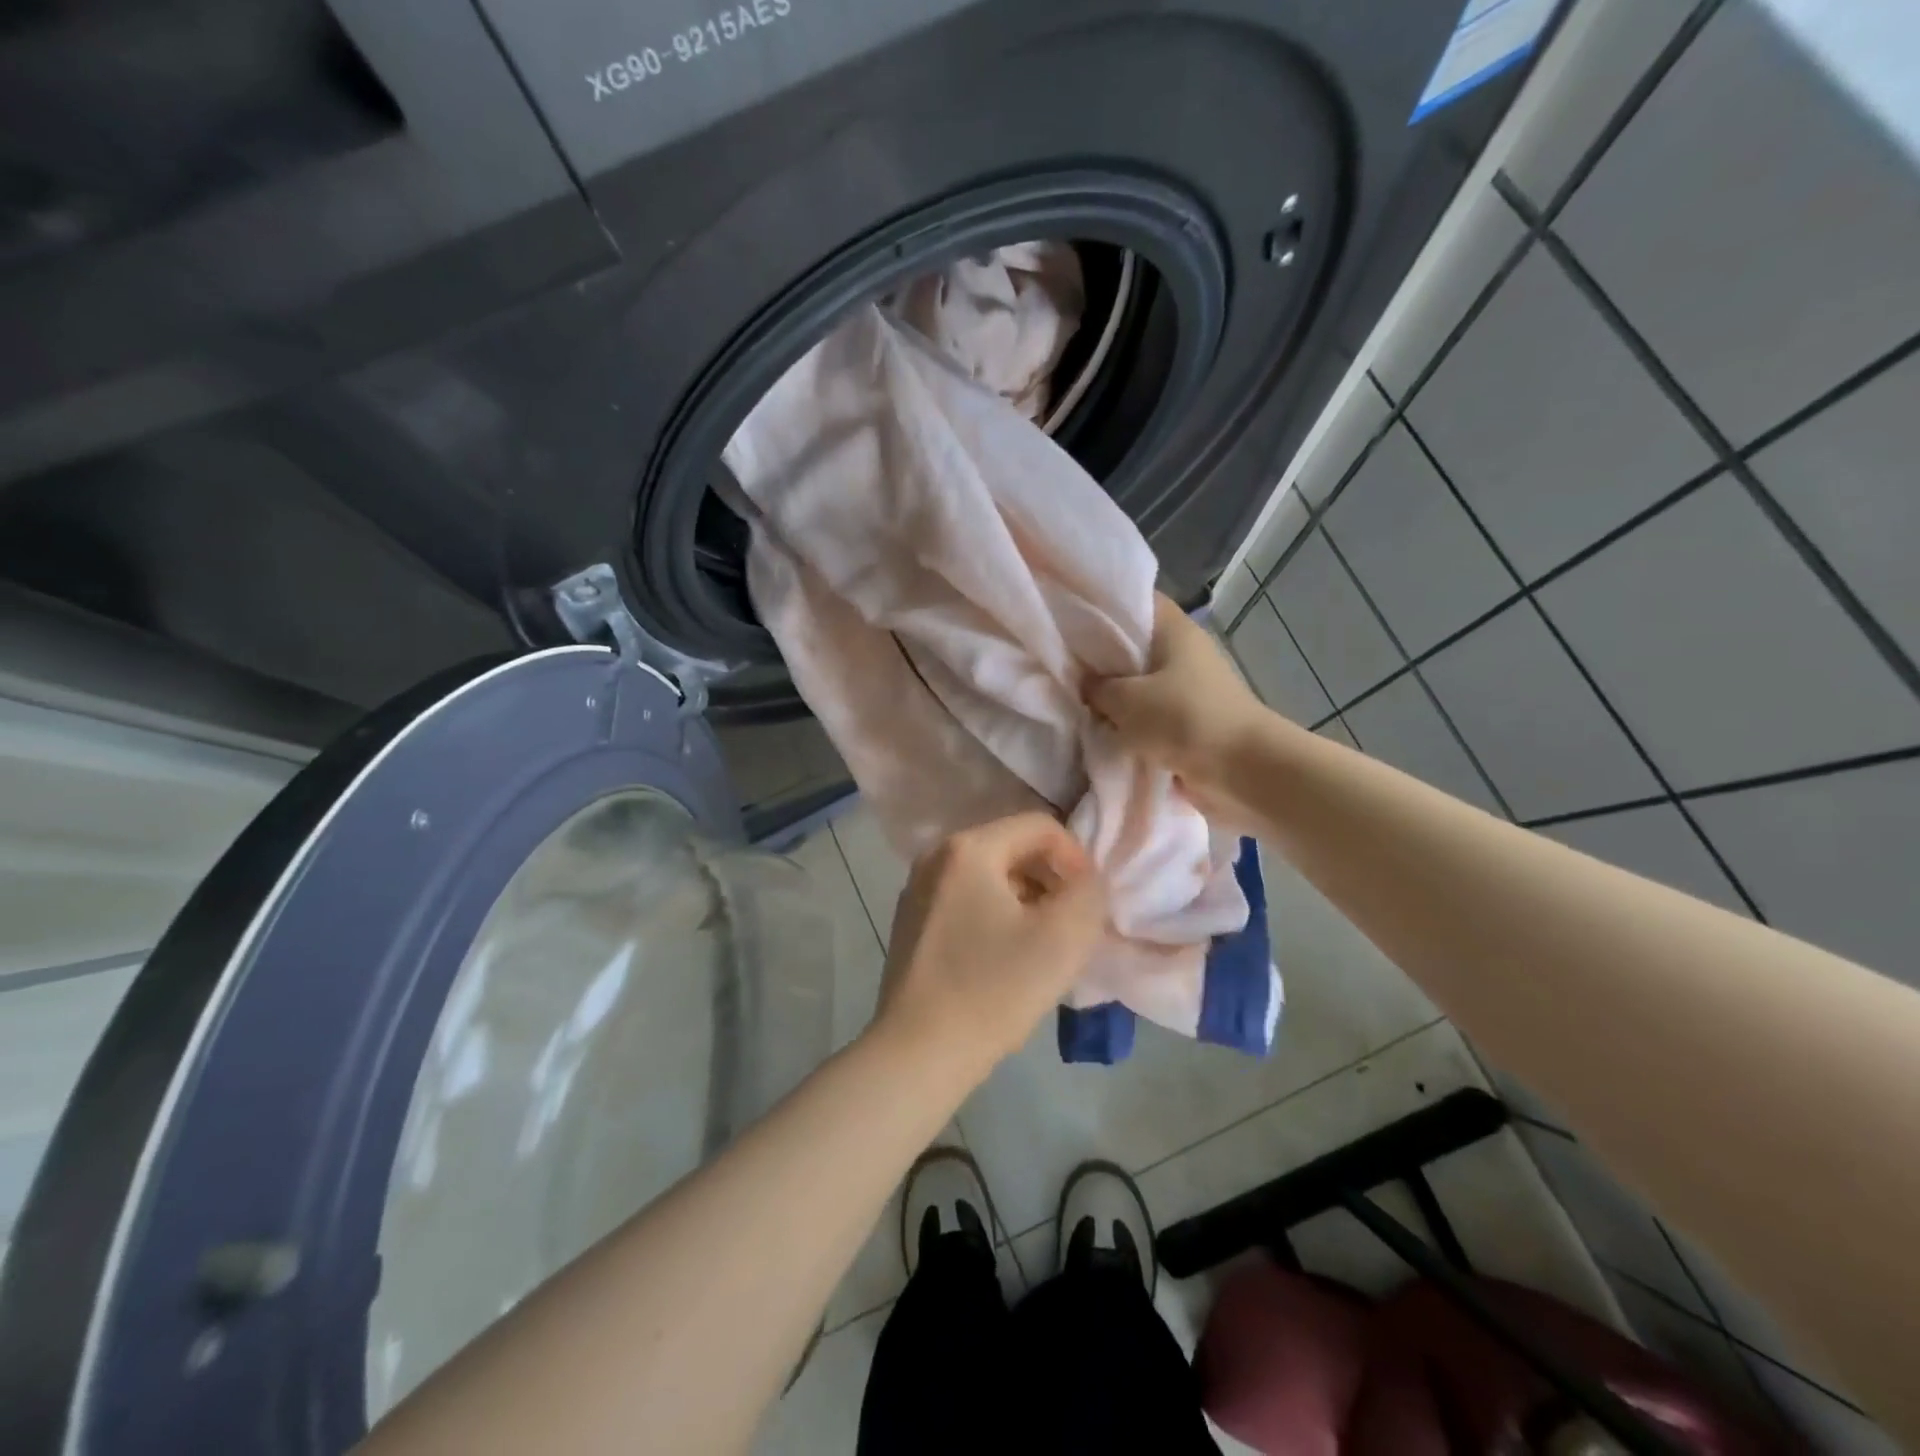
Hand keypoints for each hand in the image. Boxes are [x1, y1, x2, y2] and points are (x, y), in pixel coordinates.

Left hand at [874, 813, 1107, 1077]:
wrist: (919, 1052)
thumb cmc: (993, 989)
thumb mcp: (1063, 937)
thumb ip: (1090, 892)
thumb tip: (1085, 879)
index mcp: (968, 848)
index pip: (1039, 826)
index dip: (1076, 858)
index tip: (1088, 904)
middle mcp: (935, 856)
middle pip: (1012, 848)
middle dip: (1051, 880)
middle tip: (1070, 925)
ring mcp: (917, 890)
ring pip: (990, 877)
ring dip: (1026, 900)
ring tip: (1042, 946)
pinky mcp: (911, 922)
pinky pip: (966, 901)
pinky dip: (996, 916)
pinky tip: (1006, 959)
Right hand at [1086, 593, 1268, 808]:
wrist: (1242, 772)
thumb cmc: (1184, 720)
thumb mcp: (1126, 700)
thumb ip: (1096, 687)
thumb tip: (1082, 683)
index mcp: (1174, 629)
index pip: (1133, 601)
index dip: (1099, 605)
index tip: (1065, 615)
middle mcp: (1182, 652)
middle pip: (1132, 645)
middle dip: (1098, 657)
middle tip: (1057, 662)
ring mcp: (1187, 688)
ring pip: (1137, 683)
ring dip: (1111, 696)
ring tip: (1069, 698)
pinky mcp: (1187, 721)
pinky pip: (1147, 715)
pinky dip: (1126, 723)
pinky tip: (1096, 728)